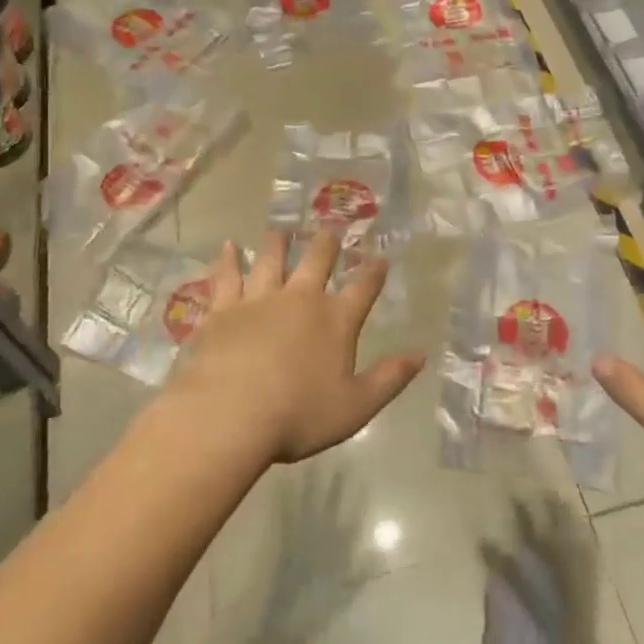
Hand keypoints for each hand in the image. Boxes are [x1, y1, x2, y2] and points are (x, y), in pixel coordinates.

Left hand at [165, 229, 425, 464]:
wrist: (230, 414)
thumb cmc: (298, 416)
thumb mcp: (356, 406)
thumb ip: (389, 378)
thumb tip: (420, 355)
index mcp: (335, 320)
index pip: (362, 289)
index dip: (374, 272)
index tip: (380, 257)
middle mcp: (299, 299)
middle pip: (316, 261)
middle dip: (326, 244)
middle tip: (330, 228)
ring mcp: (258, 300)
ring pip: (271, 261)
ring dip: (278, 243)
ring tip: (281, 229)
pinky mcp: (223, 310)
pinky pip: (227, 277)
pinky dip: (228, 260)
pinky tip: (228, 247)